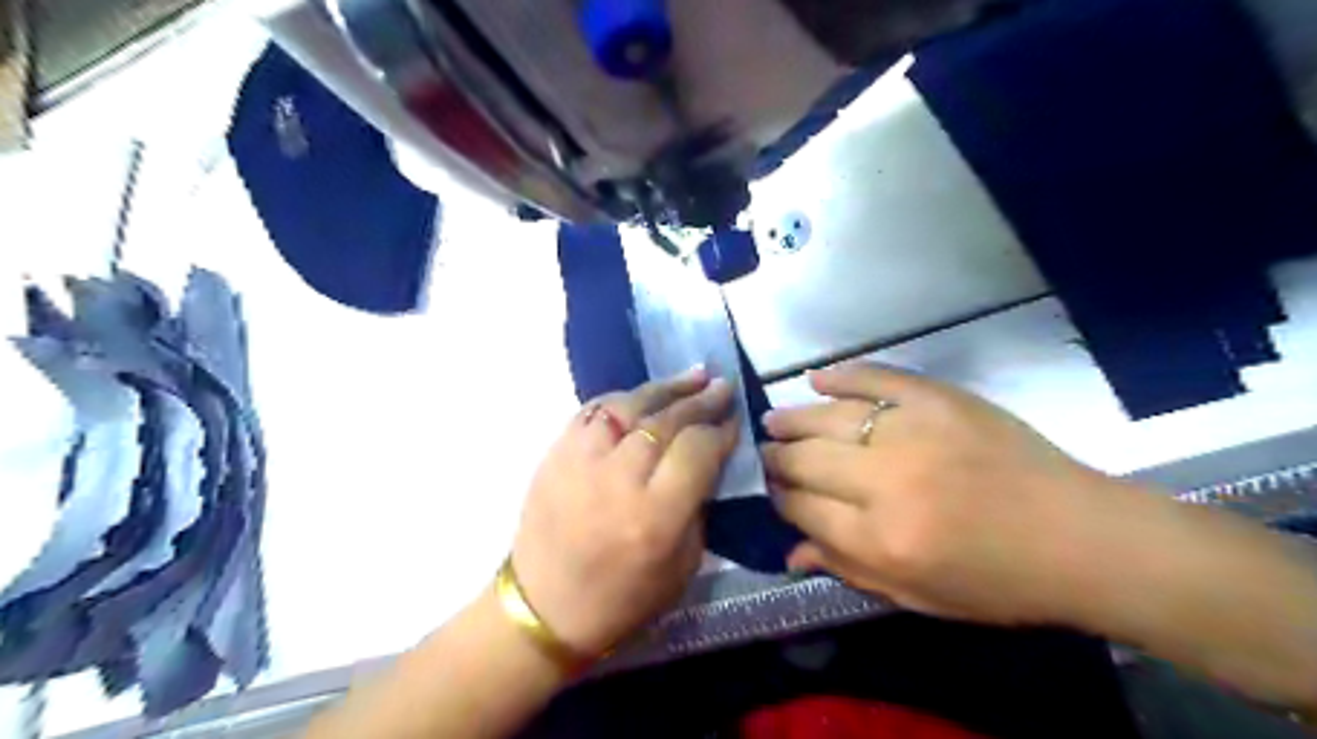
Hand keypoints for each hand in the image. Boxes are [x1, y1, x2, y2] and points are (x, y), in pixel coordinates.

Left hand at [514, 371, 739, 656]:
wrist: (544, 607)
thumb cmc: (622, 599)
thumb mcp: (682, 566)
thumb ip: (698, 506)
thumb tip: (709, 459)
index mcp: (654, 516)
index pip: (697, 451)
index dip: (721, 431)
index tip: (734, 421)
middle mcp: (618, 479)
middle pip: (667, 422)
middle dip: (701, 401)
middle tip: (722, 386)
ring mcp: (581, 460)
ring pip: (630, 405)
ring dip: (666, 387)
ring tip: (694, 375)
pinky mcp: (556, 452)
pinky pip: (595, 410)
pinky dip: (625, 397)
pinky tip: (646, 393)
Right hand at [762, 362, 1121, 627]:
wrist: (1082, 537)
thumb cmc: (1000, 581)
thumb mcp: (920, 597)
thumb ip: (850, 570)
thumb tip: (791, 551)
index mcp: (882, 539)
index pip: (803, 509)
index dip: (780, 499)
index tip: (773, 491)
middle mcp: (887, 481)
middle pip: (807, 460)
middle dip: (778, 458)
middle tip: (766, 454)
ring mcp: (913, 432)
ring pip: (830, 418)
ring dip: (794, 419)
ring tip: (773, 420)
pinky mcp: (939, 399)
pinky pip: (877, 379)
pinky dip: (842, 376)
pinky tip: (815, 379)